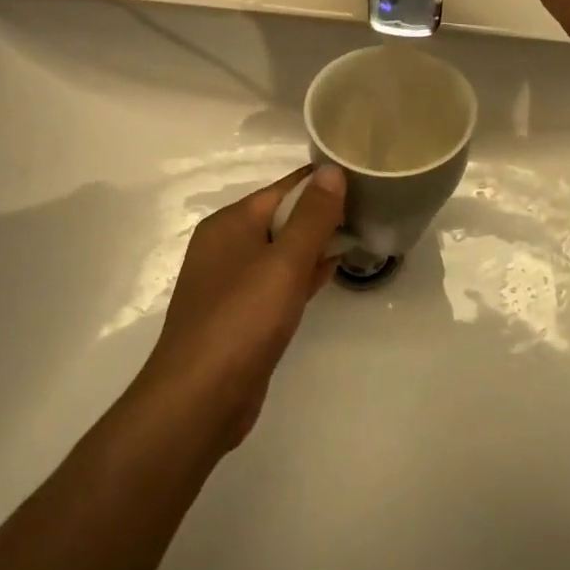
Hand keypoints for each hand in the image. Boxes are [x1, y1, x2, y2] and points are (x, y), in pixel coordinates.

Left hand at [137, 164, 346, 450]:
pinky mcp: (241, 314)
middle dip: (322, 214)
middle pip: (282, 217)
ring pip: (281, 250)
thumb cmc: (242, 320)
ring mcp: (232, 282)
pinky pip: (278, 281)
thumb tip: (332, 169)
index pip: (284, 188)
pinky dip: (304, 273)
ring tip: (360, 235)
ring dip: (316, 244)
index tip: (364, 178)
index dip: (322, 182)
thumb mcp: (284, 262)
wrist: (199, 399)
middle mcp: (227, 245)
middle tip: (370, 209)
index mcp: (230, 223)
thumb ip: (312, 216)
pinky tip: (332, 271)